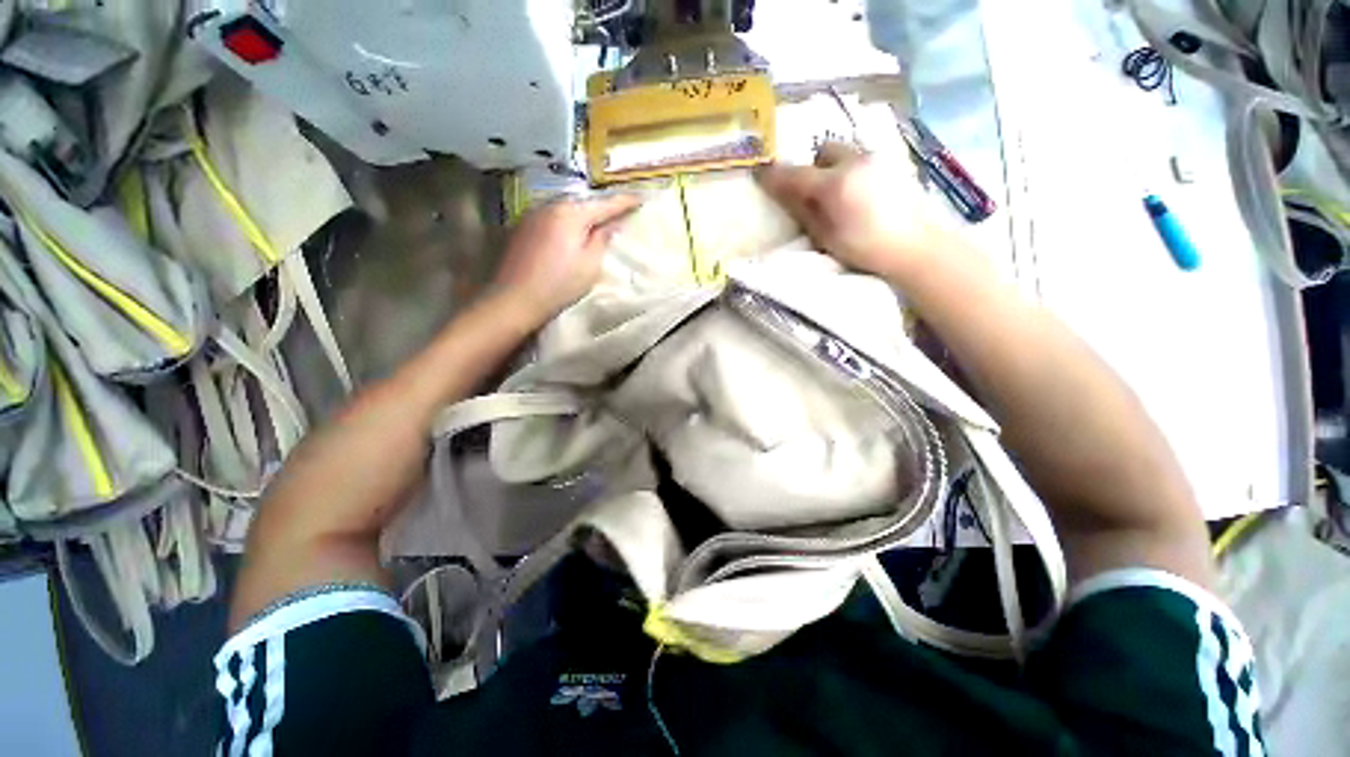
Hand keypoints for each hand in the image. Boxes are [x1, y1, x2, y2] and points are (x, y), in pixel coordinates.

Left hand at [491, 193, 640, 323]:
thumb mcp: (590, 264)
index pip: (605, 204)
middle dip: (603, 206)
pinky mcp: (523, 227)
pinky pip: (553, 217)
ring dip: (584, 214)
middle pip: (584, 202)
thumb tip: (613, 223)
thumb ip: (603, 239)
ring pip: (567, 208)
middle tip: (622, 210)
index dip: (625, 201)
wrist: (515, 299)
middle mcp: (550, 206)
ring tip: (599, 221)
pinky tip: (572, 232)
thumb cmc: (559, 284)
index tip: (641, 197)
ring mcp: (533, 215)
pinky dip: (567, 221)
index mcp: (570, 213)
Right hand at [756, 142, 947, 280]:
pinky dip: (853, 170)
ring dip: (834, 167)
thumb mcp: (826, 236)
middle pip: (824, 151)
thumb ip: (803, 211)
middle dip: (813, 167)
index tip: (761, 176)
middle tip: (813, 193)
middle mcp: (855, 161)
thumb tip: (782, 193)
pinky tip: (861, 194)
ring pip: (845, 152)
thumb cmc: (865, 249)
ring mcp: (878, 159)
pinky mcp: (894, 163)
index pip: (795, 175)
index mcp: (835, 184)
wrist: (916, 247)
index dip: (775, 176)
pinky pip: (864, 158)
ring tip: (839, 195)